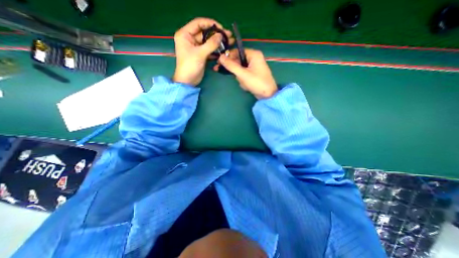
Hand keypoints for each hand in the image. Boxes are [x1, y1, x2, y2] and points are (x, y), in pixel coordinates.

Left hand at [174, 18, 233, 86]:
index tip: (221, 27)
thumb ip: (211, 44)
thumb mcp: (200, 54)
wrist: (188, 81)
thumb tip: (221, 36)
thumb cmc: (190, 66)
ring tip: (229, 42)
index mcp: (185, 34)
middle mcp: (190, 39)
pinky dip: (216, 50)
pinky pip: (209, 49)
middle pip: (205, 33)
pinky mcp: (201, 54)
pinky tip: (224, 51)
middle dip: (217, 34)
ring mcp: (196, 47)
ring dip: (218, 42)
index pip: (198, 23)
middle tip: (228, 35)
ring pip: (208, 42)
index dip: (210, 24)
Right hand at [218, 48, 277, 98]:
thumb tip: (220, 57)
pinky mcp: (253, 73)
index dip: (228, 57)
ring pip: (240, 69)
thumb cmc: (257, 83)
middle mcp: (254, 58)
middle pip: (238, 61)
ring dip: (240, 78)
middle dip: (236, 72)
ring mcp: (254, 66)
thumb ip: (231, 66)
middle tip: (236, 78)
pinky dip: (243, 80)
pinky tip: (247, 85)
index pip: (237, 51)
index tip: (219, 63)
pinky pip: (244, 74)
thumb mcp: (243, 74)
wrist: (268, 95)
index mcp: (253, 54)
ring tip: (245, 84)